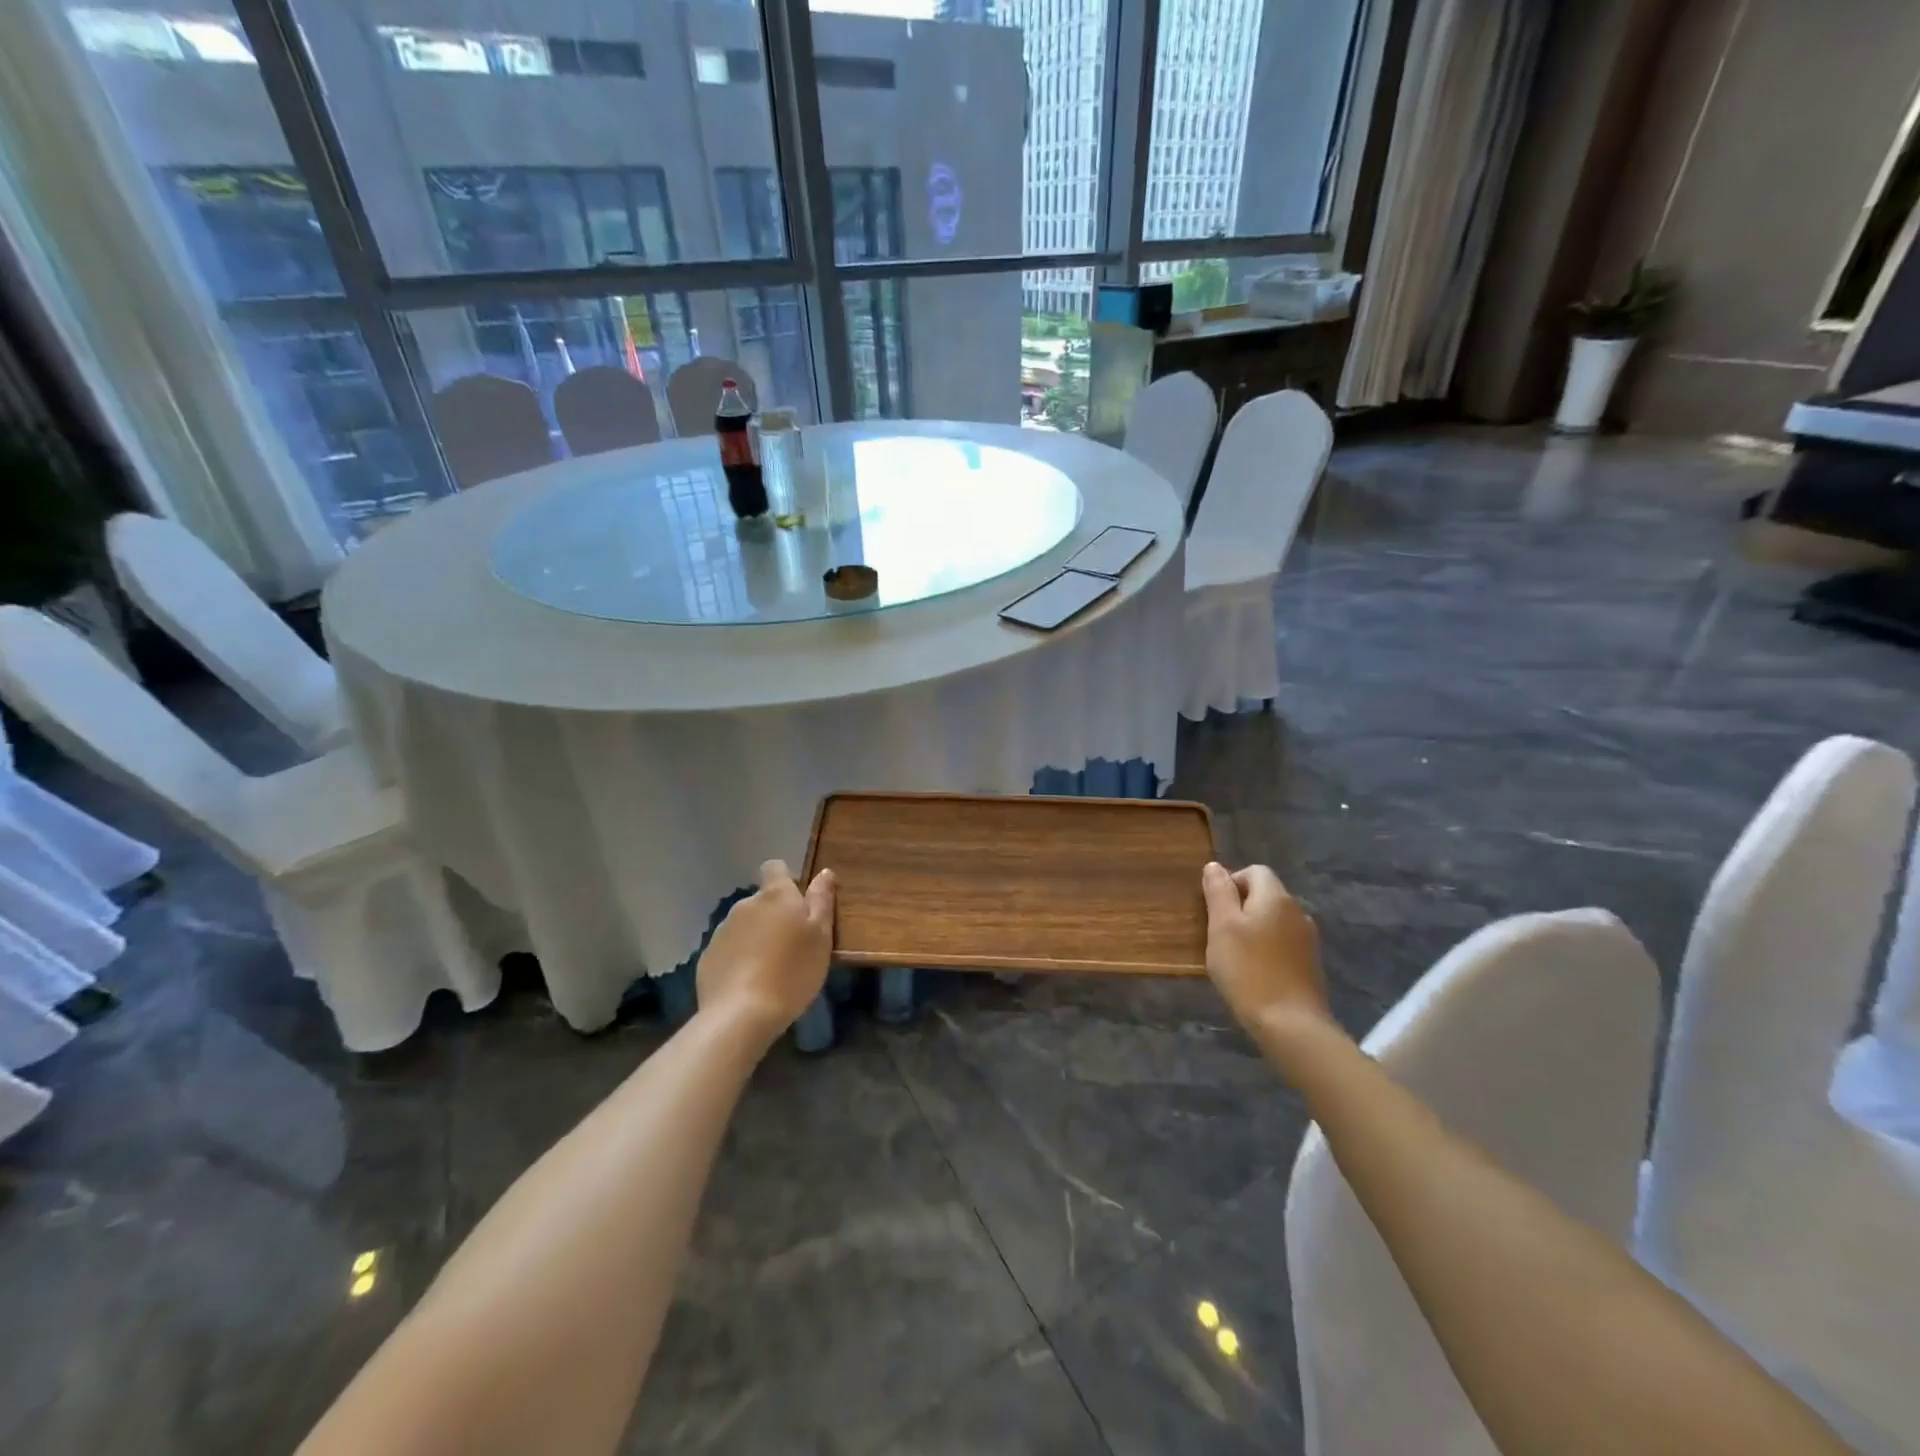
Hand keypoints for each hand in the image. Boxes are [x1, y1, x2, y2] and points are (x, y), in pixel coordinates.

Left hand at [697, 859, 835, 1045]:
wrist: (741, 1015)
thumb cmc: (793, 971)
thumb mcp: (821, 936)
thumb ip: (822, 900)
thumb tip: (824, 872)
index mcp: (775, 895)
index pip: (775, 867)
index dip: (787, 879)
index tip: (799, 904)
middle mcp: (745, 905)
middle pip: (762, 901)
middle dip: (774, 916)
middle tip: (792, 946)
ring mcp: (722, 931)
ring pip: (745, 926)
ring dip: (756, 938)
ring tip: (770, 970)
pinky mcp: (707, 958)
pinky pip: (729, 950)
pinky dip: (739, 960)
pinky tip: (749, 985)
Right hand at [1201, 862, 1326, 1033]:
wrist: (1290, 1024)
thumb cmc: (1248, 970)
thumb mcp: (1222, 927)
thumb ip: (1218, 892)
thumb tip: (1215, 866)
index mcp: (1276, 897)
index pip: (1254, 871)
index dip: (1231, 883)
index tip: (1215, 910)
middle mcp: (1297, 911)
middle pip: (1265, 894)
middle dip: (1240, 907)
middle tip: (1220, 934)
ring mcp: (1308, 938)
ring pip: (1274, 920)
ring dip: (1254, 929)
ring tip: (1235, 955)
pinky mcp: (1310, 963)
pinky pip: (1283, 942)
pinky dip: (1267, 948)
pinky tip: (1255, 971)